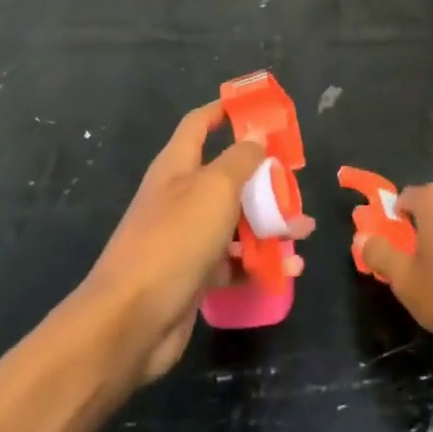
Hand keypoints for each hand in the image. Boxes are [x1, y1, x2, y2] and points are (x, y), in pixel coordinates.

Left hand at [77, 101, 313, 385]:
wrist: (130, 322)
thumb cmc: (174, 240)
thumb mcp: (215, 189)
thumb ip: (240, 160)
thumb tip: (256, 134)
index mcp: (177, 166)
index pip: (199, 124)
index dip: (224, 111)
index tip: (257, 109)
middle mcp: (180, 196)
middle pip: (226, 175)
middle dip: (263, 178)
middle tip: (295, 182)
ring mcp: (185, 238)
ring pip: (234, 221)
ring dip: (269, 224)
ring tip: (302, 233)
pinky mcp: (193, 276)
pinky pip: (232, 262)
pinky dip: (258, 263)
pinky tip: (287, 271)